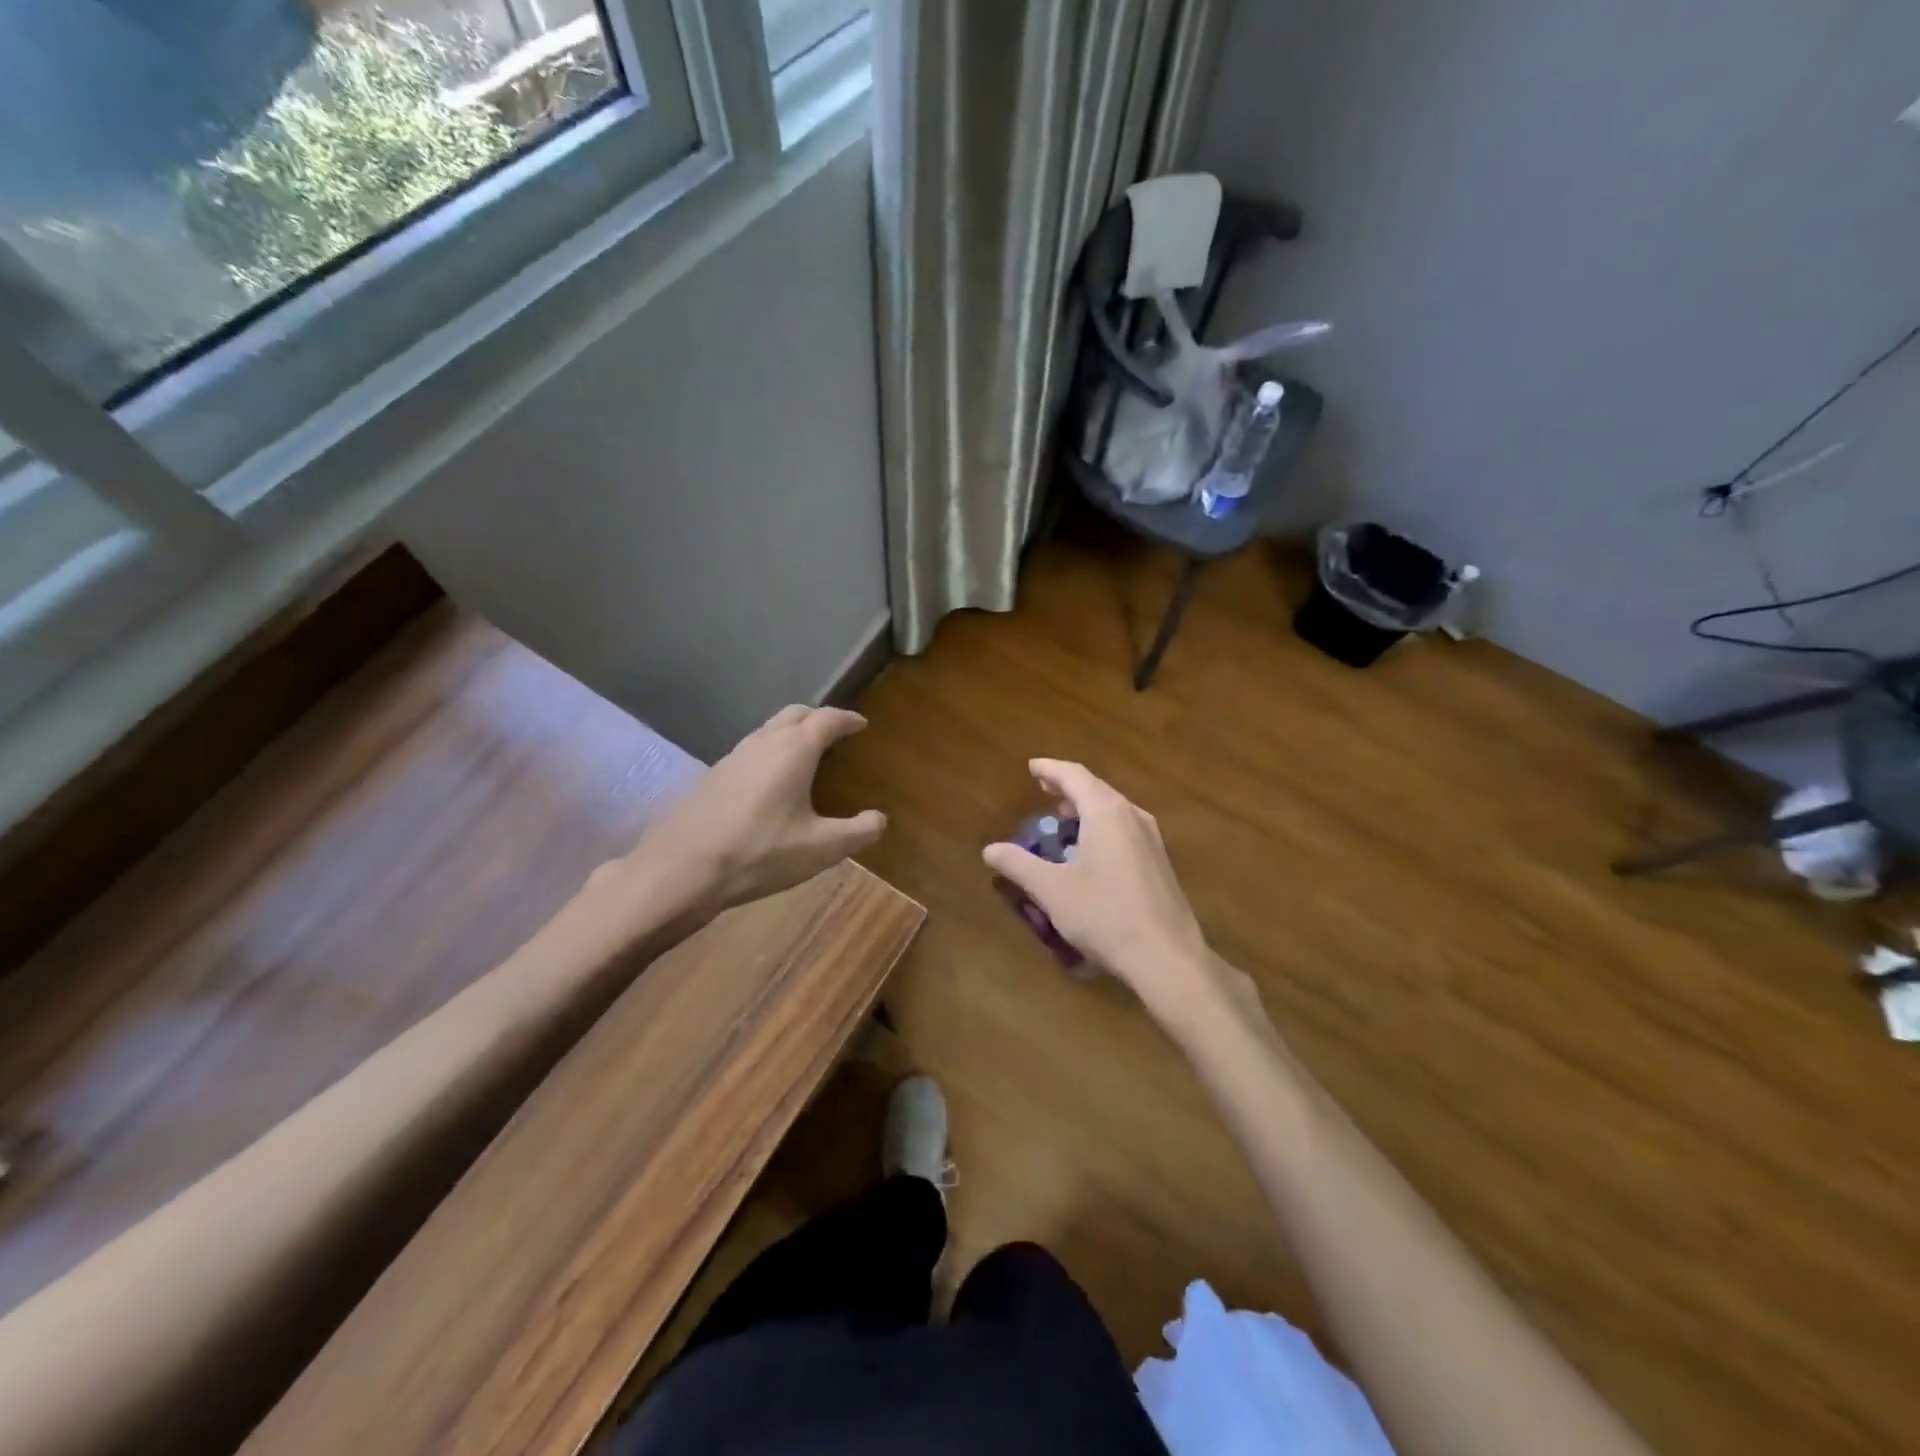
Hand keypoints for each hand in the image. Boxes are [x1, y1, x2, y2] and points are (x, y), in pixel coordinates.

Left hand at [608, 705, 885, 925]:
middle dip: (817, 717)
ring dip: (789, 733)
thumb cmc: (760, 852)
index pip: (827, 720)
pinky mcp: (711, 776)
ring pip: (767, 730)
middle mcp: (763, 743)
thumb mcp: (821, 849)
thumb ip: (857, 832)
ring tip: (804, 755)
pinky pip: (749, 751)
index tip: (861, 724)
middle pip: (794, 714)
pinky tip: (769, 782)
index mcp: (793, 750)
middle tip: (834, 733)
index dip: (847, 719)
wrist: (681, 869)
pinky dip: (768, 752)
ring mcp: (732, 757)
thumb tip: (879, 819)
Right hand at [983, 760, 1226, 1028]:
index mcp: (1106, 812)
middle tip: (1043, 789)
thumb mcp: (1052, 891)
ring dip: (1086, 807)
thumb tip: (990, 850)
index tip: (1031, 767)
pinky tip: (1091, 849)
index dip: (1050, 769)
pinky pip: (1124, 828)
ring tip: (1063, 817)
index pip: (1074, 775)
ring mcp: (1151, 838)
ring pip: (1113, 808)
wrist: (1167, 957)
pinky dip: (1101, 825)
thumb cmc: (1105, 915)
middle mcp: (1132, 816)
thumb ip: (1019, 865)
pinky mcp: (1159, 861)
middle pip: (1096, 788)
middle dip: (1067, 786)